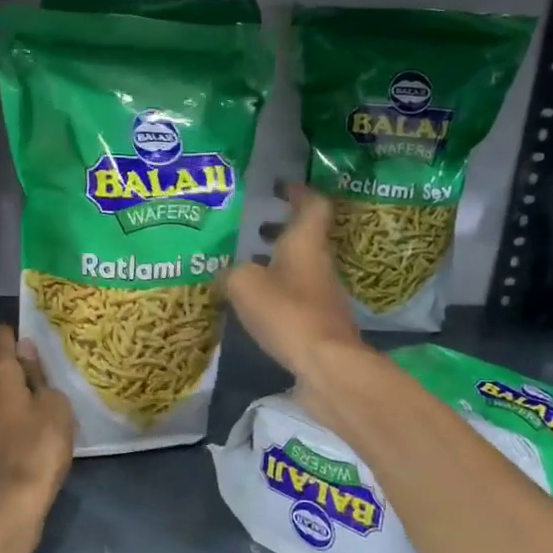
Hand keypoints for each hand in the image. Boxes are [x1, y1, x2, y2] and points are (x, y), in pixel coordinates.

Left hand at [0, 324, 73, 530]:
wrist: (10, 502)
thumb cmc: (39, 445)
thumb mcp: (53, 405)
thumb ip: (38, 375)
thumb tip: (25, 348)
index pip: (1, 341)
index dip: (13, 333)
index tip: (27, 329)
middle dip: (10, 366)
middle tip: (36, 369)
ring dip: (4, 392)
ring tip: (28, 397)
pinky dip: (1, 415)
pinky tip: (18, 424)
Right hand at [222, 182, 371, 406]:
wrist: (326, 365)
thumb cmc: (287, 312)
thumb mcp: (244, 284)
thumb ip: (231, 272)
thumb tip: (226, 274)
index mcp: (305, 242)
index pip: (312, 204)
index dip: (298, 192)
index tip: (280, 187)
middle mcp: (319, 263)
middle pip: (305, 236)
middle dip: (281, 229)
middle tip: (254, 229)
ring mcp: (323, 293)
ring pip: (300, 265)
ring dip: (277, 261)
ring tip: (246, 266)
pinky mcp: (320, 321)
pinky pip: (296, 294)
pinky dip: (278, 290)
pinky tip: (255, 303)